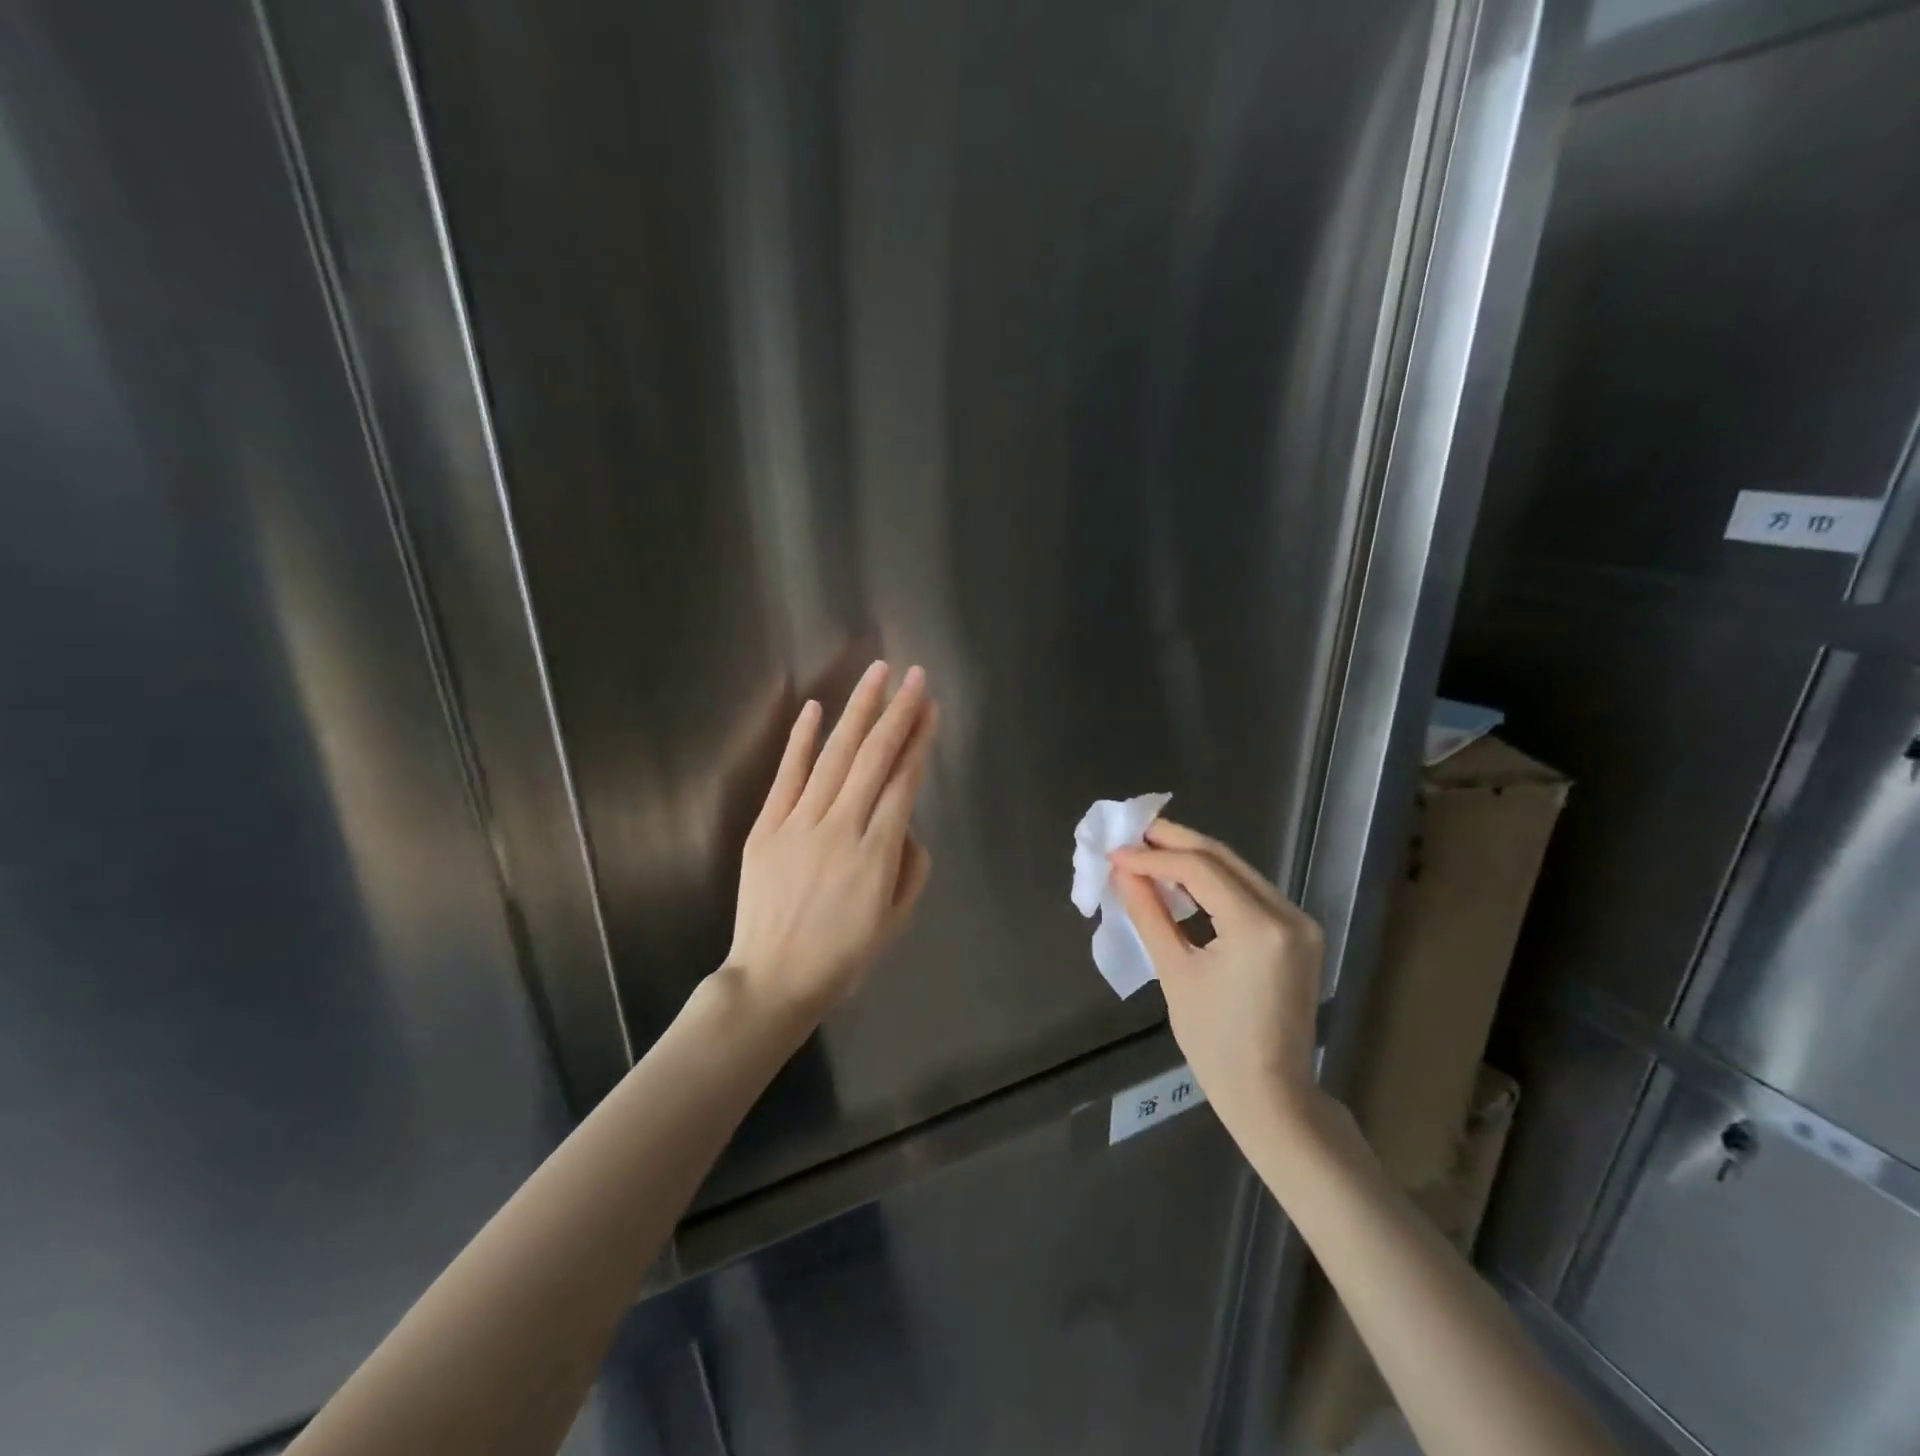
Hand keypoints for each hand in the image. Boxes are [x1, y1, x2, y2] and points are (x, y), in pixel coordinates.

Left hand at [726, 661, 936, 1019]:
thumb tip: (905, 826)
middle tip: (914, 676)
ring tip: (877, 676)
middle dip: (898, 713)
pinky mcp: (767, 828)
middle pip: (875, 758)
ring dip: (858, 712)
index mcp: (878, 853)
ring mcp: (800, 824)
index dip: (919, 740)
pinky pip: (787, 776)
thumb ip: (911, 867)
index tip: (930, 707)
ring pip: (835, 757)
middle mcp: (842, 828)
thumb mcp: (896, 920)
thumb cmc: (842, 956)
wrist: (773, 980)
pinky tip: (815, 708)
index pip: (905, 782)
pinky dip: (801, 741)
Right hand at [1110, 820, 1327, 1137]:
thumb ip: (1149, 913)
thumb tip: (1123, 871)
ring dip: (1192, 859)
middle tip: (1131, 835)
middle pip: (1223, 858)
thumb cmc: (1216, 1045)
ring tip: (1148, 853)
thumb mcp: (1175, 973)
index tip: (1114, 853)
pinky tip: (1182, 882)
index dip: (1153, 856)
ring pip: (1237, 870)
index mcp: (1259, 927)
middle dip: (1173, 842)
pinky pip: (1249, 891)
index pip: (1200, 869)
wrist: (1272, 1097)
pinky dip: (1213, 882)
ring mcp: (1299, 922)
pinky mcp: (1298, 933)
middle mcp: (1288, 914)